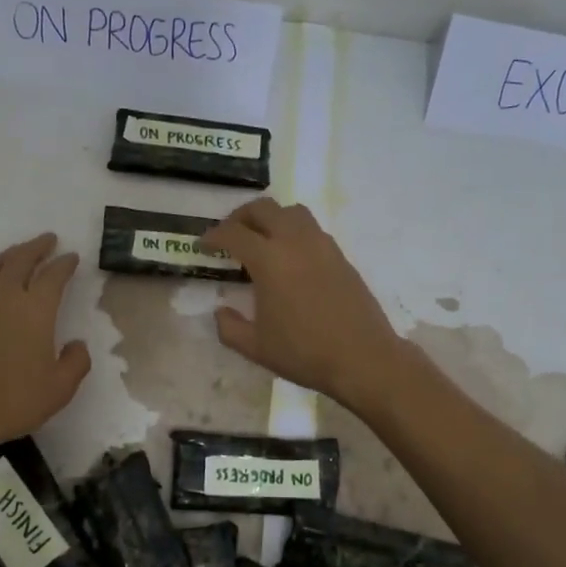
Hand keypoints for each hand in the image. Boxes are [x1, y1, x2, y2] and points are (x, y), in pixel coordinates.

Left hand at [0, 233, 89, 459]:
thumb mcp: (59, 389)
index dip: (64, 264)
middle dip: (37, 247)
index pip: (53, 276)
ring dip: (9, 255)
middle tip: (49, 240)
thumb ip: (76, 362)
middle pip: (20, 260)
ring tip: (18, 253)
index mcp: (34, 310)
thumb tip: (76, 344)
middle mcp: (3, 297)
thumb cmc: (13, 401)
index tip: (72, 257)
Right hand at [200, 199, 405, 409]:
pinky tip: (290, 258)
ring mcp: (322, 246)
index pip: (234, 233)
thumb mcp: (255, 348)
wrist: (362, 358)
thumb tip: (221, 311)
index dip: (213, 236)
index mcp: (269, 260)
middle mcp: (295, 242)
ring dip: (270, 218)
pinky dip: (293, 231)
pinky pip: (311, 229)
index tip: (203, 245)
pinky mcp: (340, 256)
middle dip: (240, 217)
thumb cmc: (304, 353)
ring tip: (260, 239)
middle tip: (229, 235)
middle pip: (263, 209)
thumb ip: (229, 327)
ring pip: (292, 212)